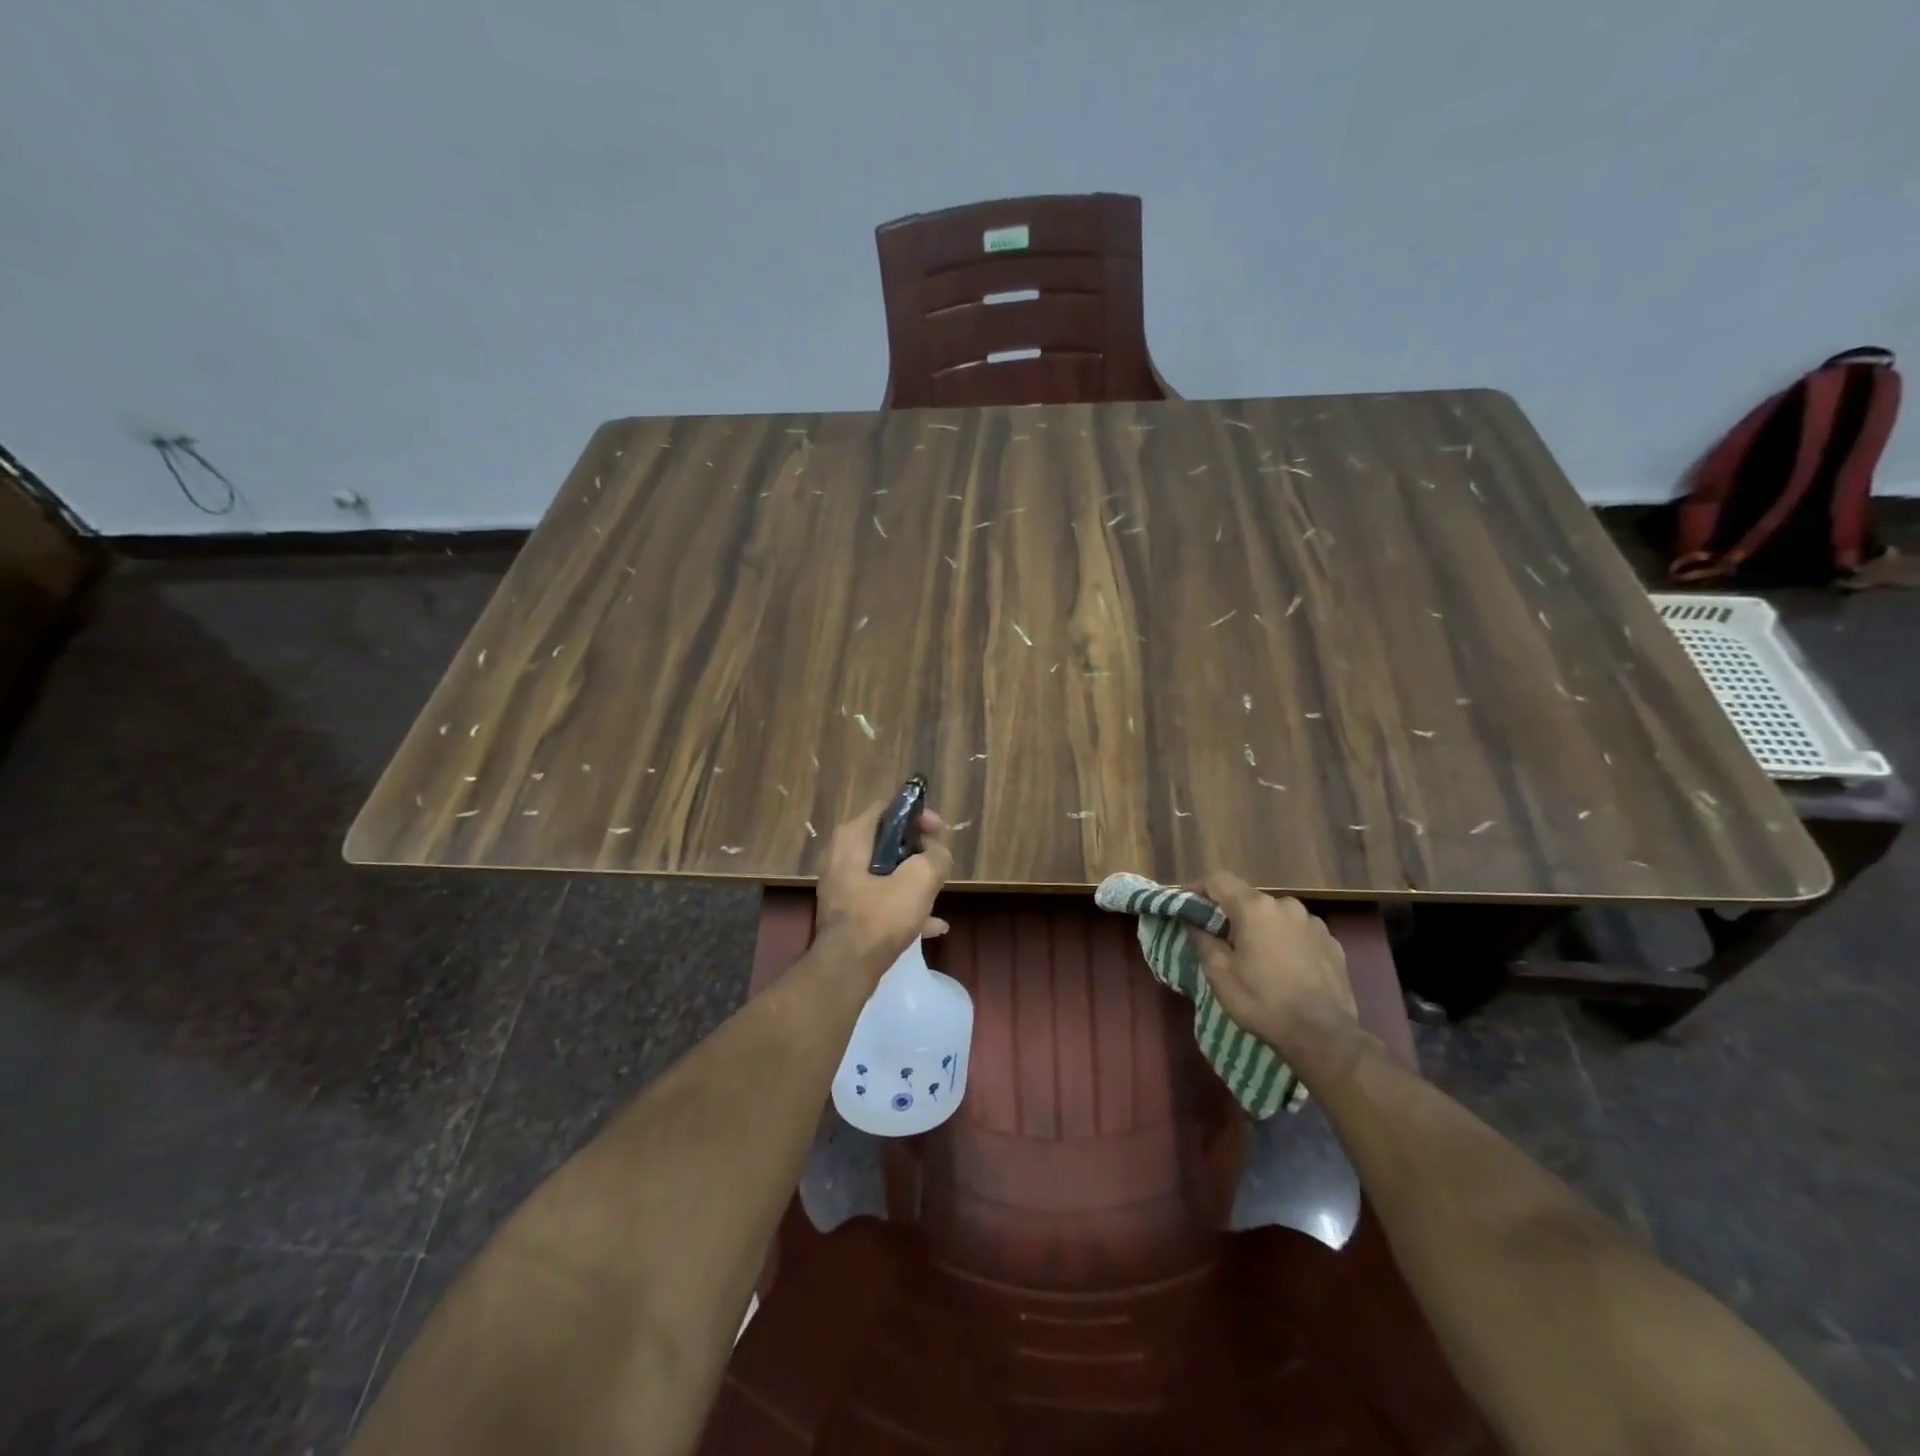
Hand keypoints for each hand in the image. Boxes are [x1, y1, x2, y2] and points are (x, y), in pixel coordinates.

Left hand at [814, 799, 954, 970]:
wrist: (847, 969)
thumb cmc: (881, 916)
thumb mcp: (920, 880)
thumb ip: (935, 857)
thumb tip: (937, 853)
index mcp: (852, 838)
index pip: (887, 808)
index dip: (917, 815)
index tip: (939, 832)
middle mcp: (840, 856)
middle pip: (887, 841)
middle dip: (918, 851)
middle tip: (939, 863)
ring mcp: (841, 885)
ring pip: (885, 872)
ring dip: (912, 880)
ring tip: (937, 893)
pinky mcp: (846, 911)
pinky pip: (879, 899)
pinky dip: (903, 905)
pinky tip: (932, 926)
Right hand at [1186, 872, 1357, 1052]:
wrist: (1324, 1036)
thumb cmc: (1263, 1001)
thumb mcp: (1220, 974)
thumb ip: (1202, 940)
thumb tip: (1193, 922)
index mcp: (1255, 908)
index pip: (1218, 880)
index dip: (1198, 888)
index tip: (1187, 905)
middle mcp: (1286, 905)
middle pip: (1249, 899)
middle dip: (1233, 915)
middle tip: (1222, 941)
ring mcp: (1313, 922)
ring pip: (1276, 916)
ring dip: (1262, 928)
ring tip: (1258, 958)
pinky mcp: (1333, 942)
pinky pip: (1299, 932)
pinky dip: (1287, 941)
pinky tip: (1286, 968)